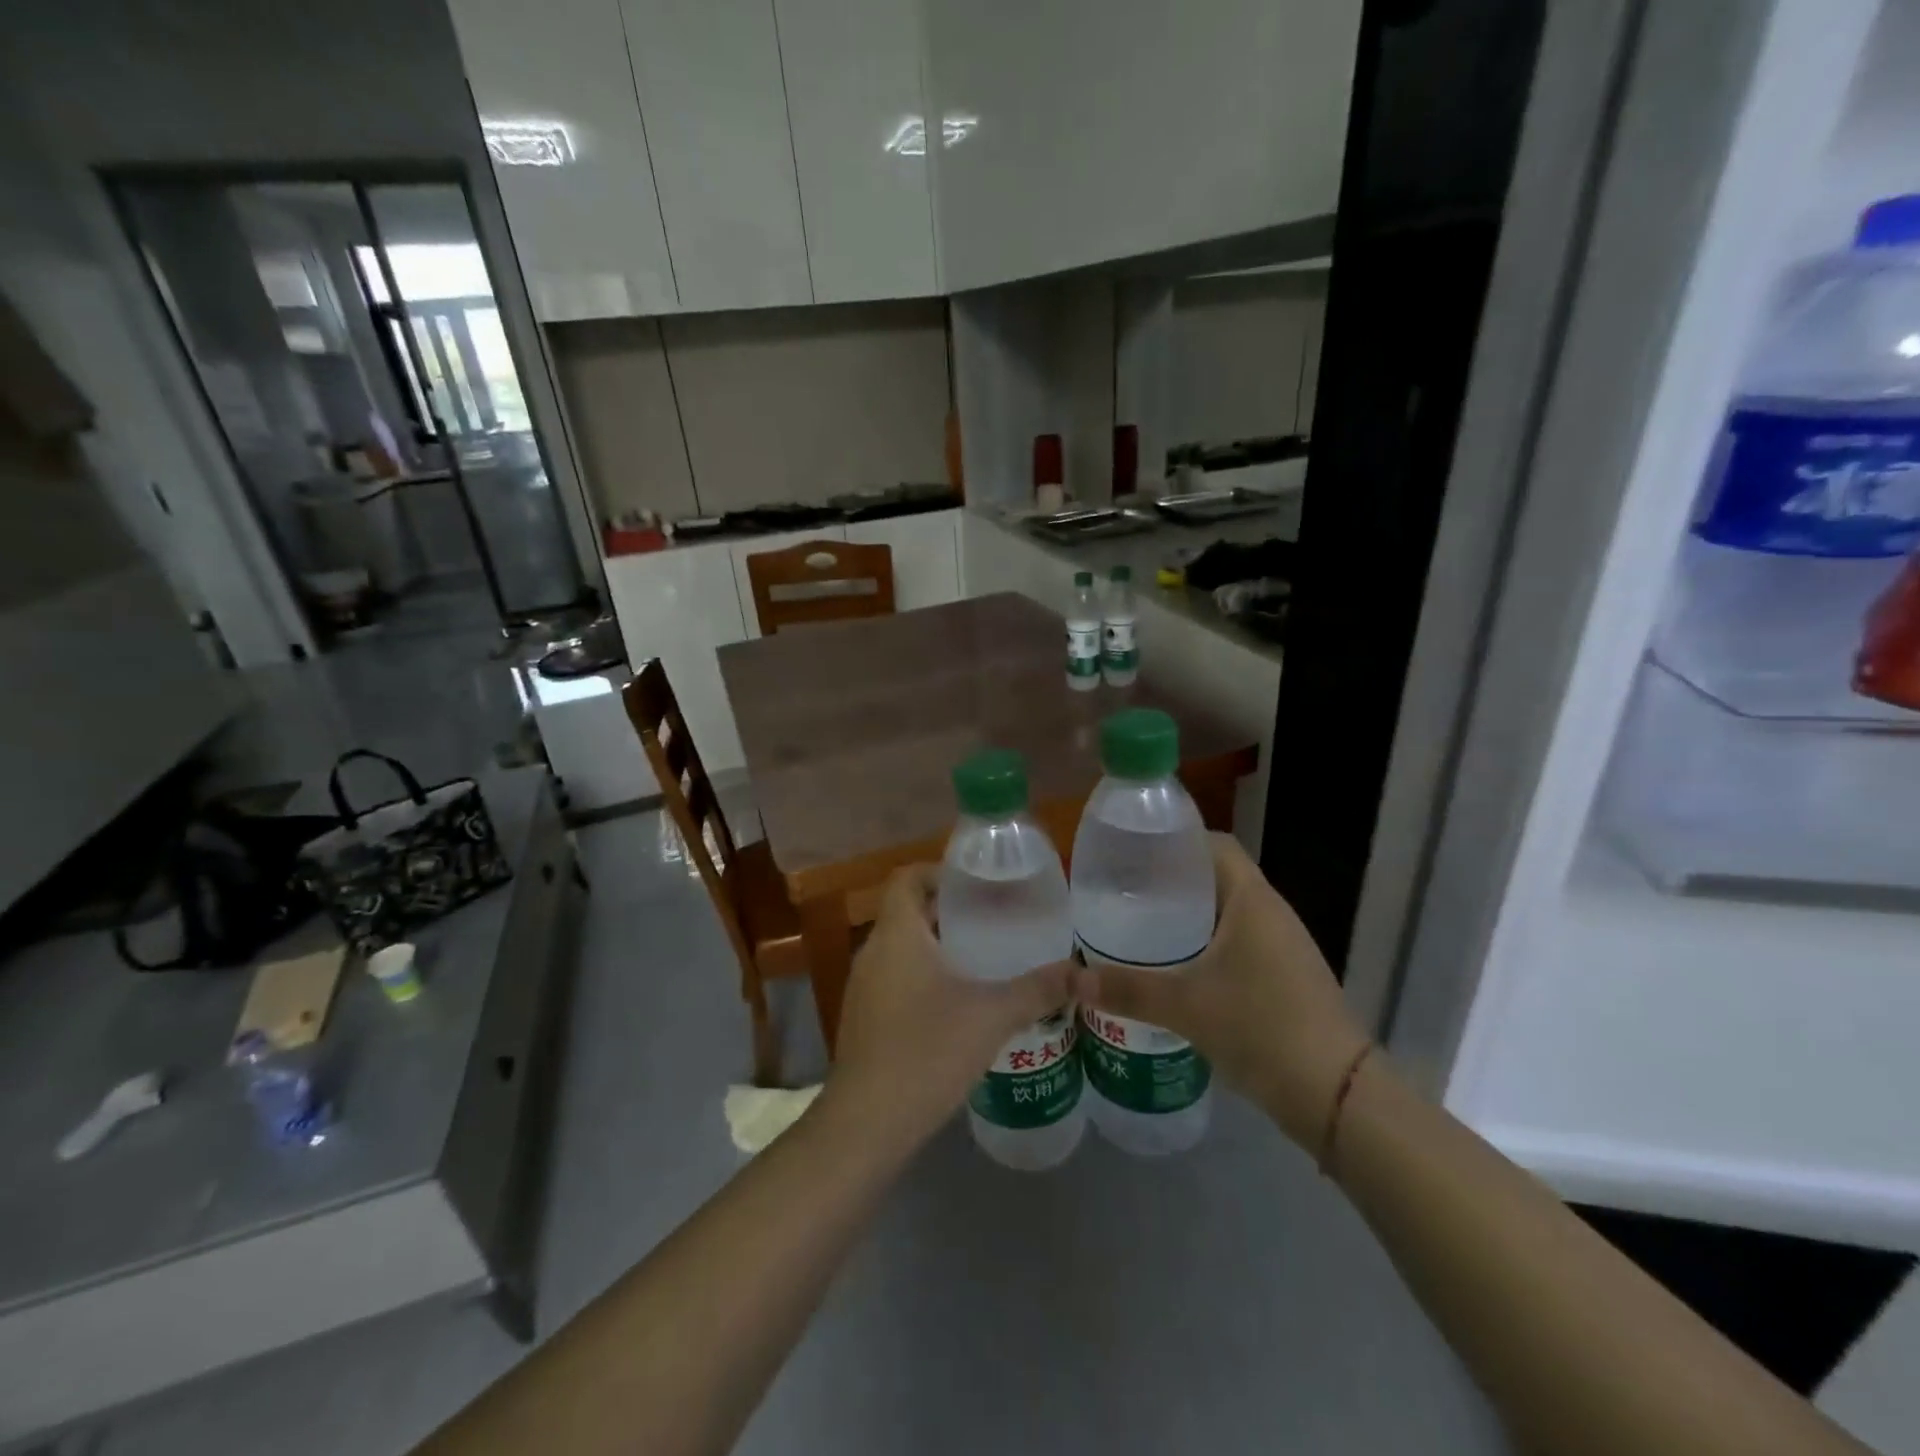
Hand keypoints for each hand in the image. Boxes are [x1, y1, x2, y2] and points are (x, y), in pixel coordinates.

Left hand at [824, 864, 1072, 1151]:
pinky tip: (957, 1004)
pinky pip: (894, 978)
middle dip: (948, 911)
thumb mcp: (992, 1016)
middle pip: (907, 911)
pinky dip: (923, 976)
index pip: (908, 878)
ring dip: (936, 946)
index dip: (939, 871)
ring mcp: (863, 987)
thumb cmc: (927, 1051)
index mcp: (897, 934)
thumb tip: (1083, 973)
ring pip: (901, 948)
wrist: (866, 1123)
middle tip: (995, 918)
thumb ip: (1038, 990)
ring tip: (983, 957)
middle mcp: (873, 951)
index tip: (977, 882)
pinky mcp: (863, 1018)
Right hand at [1074, 833, 1368, 1148]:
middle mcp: (1271, 912)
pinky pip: (1237, 943)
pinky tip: (1175, 968)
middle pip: (1217, 877)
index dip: (1173, 841)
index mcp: (1252, 899)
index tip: (1132, 854)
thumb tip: (1071, 978)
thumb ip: (1126, 989)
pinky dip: (1205, 945)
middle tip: (1124, 893)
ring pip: (1227, 913)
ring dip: (1188, 916)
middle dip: (1171, 882)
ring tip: (1141, 926)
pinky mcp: (1285, 976)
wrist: (1336, 1095)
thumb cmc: (1261, 1028)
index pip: (1213, 844)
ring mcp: (1282, 946)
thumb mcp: (1185, 1006)